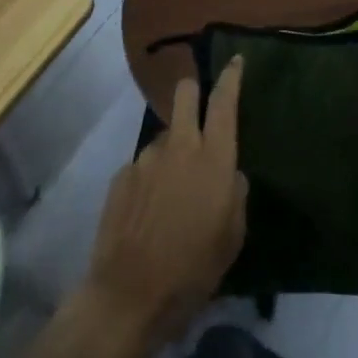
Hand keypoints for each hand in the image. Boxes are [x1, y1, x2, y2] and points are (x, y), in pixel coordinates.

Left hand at [74, 56, 248, 357]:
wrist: (129, 297)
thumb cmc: (192, 271)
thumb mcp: (232, 238)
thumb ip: (235, 195)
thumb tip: (230, 174)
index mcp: (213, 159)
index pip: (224, 102)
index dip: (231, 77)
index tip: (235, 60)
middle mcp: (179, 146)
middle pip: (184, 93)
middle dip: (192, 92)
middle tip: (198, 114)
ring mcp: (146, 157)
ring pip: (165, 136)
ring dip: (172, 152)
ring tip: (172, 196)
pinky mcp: (122, 175)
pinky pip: (144, 167)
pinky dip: (151, 180)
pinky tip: (149, 214)